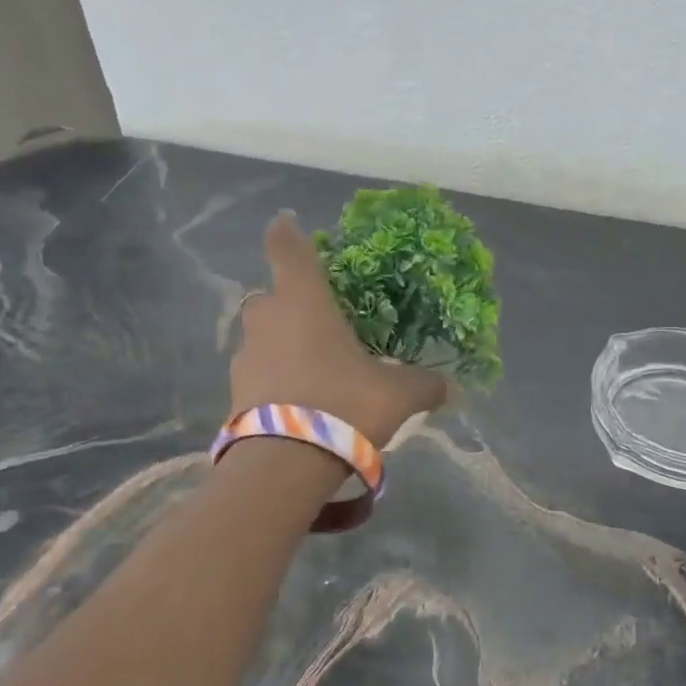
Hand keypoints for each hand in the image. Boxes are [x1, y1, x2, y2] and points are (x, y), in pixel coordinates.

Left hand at [231, 213, 448, 446]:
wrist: (285, 463)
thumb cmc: (344, 405)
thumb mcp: (398, 395)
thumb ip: (425, 384)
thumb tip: (451, 388)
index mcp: (305, 304)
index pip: (289, 251)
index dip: (287, 233)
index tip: (285, 222)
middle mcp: (268, 321)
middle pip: (270, 298)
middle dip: (289, 304)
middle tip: (317, 321)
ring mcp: (245, 358)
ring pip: (261, 339)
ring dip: (280, 345)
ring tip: (312, 371)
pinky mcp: (234, 395)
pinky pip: (257, 376)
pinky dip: (273, 381)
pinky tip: (297, 404)